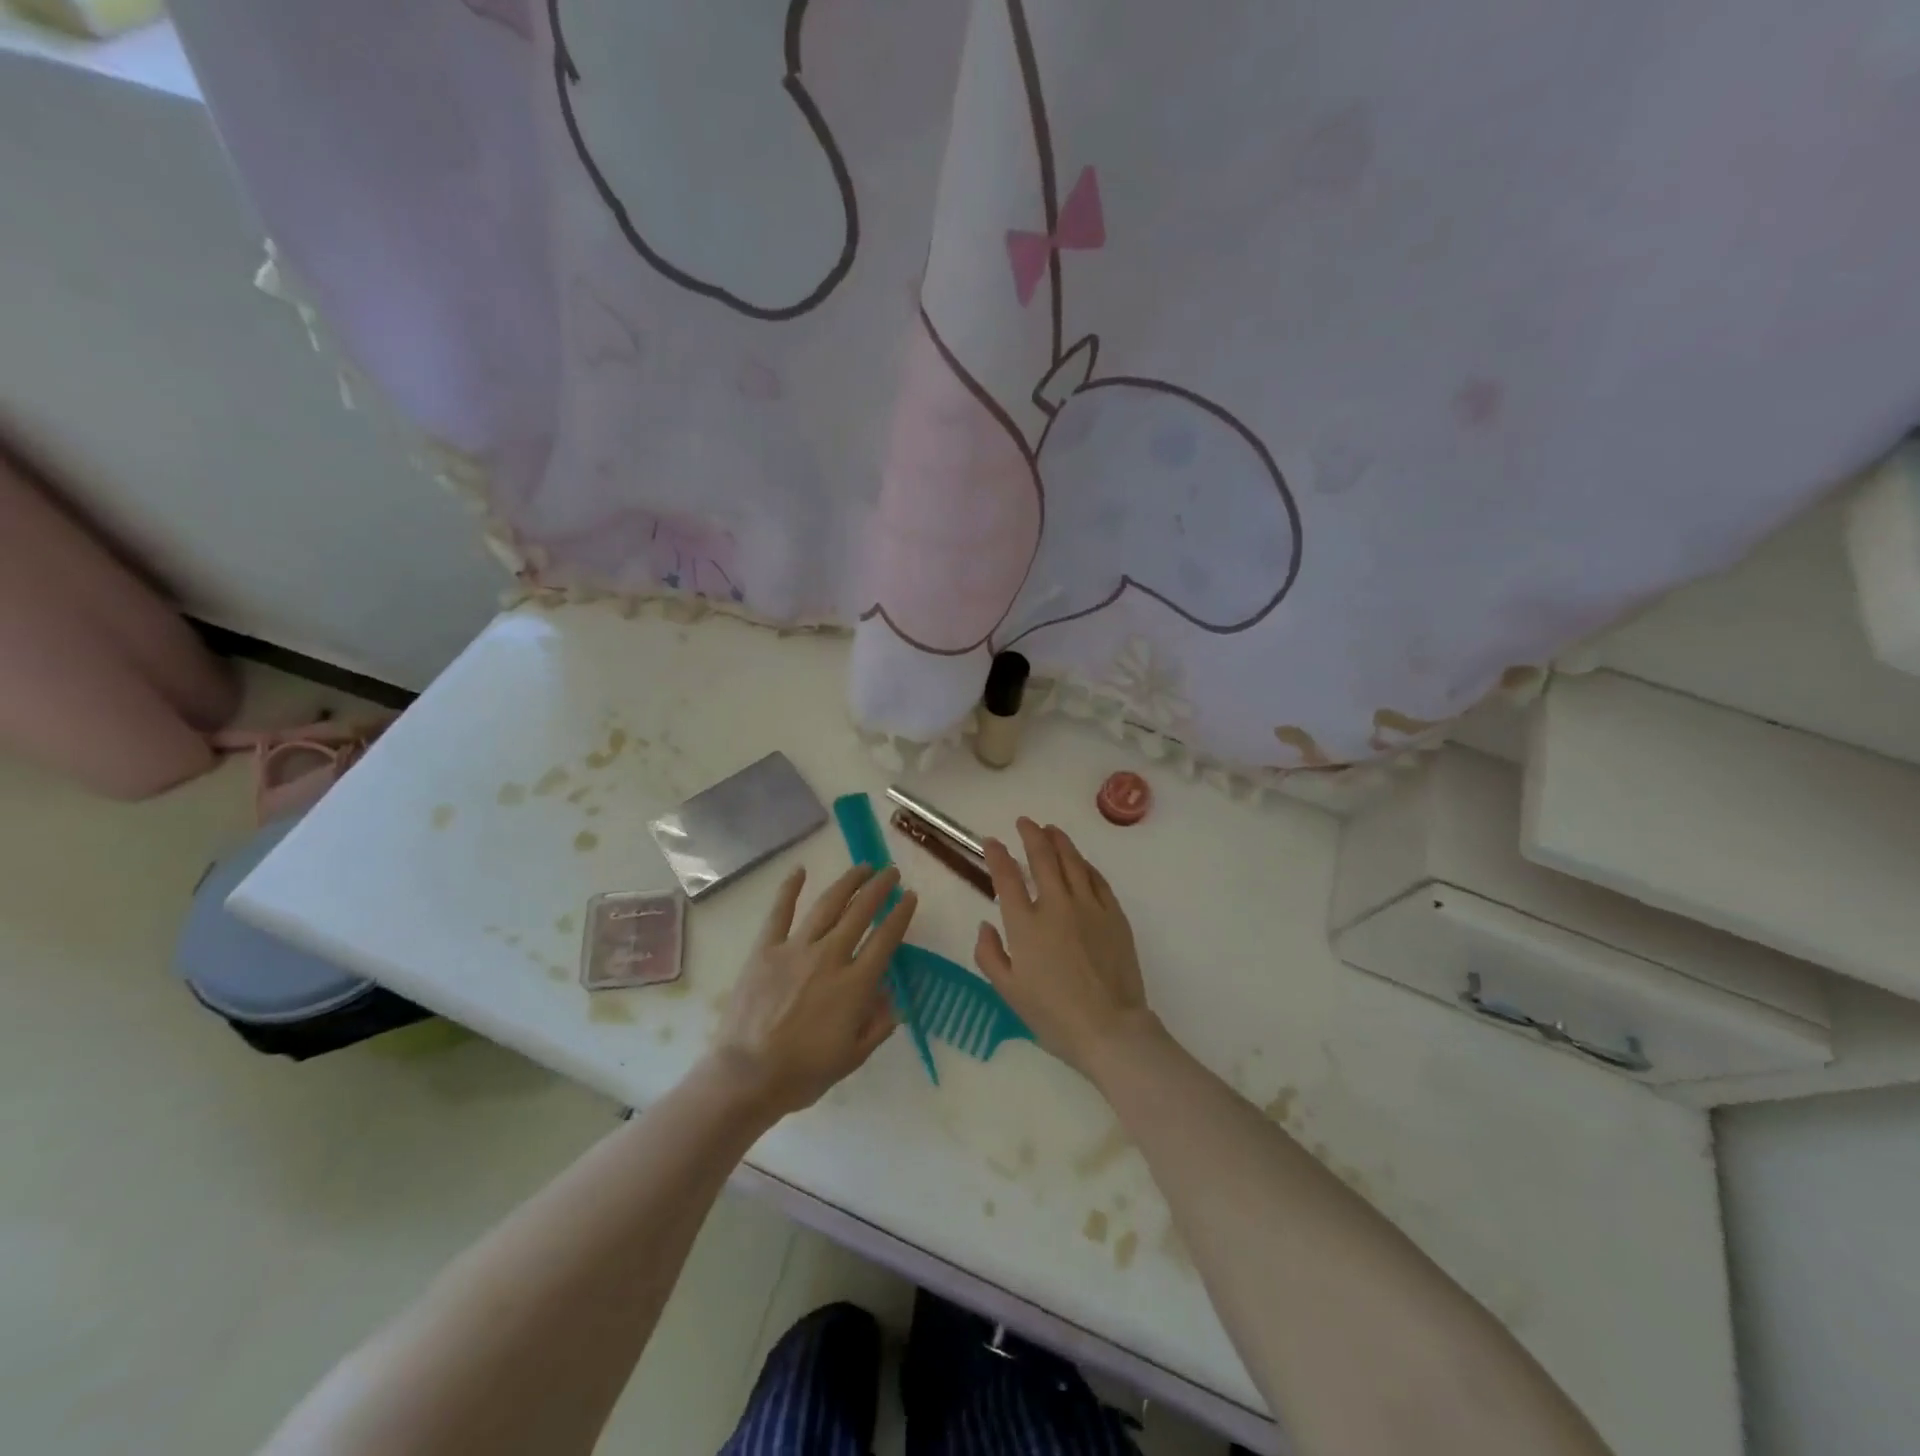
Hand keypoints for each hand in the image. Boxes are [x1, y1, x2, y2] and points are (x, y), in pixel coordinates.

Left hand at [708, 864, 915, 1118]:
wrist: (747, 1076)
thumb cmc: (803, 1073)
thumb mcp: (853, 1056)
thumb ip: (878, 1024)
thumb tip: (891, 997)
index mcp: (855, 984)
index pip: (885, 939)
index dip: (900, 914)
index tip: (910, 896)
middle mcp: (829, 957)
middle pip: (860, 913)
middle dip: (879, 889)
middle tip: (891, 873)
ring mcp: (795, 949)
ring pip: (827, 905)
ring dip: (848, 883)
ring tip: (863, 868)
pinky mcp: (765, 949)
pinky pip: (780, 912)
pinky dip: (789, 889)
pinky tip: (800, 870)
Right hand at [974, 819, 1158, 1082]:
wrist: (1109, 1028)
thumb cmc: (1053, 1015)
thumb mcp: (1008, 991)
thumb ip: (989, 954)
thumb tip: (985, 925)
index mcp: (1025, 924)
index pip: (1007, 877)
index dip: (997, 855)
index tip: (992, 842)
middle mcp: (1056, 905)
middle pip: (1042, 858)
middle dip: (1031, 835)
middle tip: (1024, 823)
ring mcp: (1088, 907)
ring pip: (1072, 861)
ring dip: (1059, 841)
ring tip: (1051, 830)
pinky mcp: (1114, 914)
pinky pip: (1097, 879)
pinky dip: (1085, 864)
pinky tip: (1080, 861)